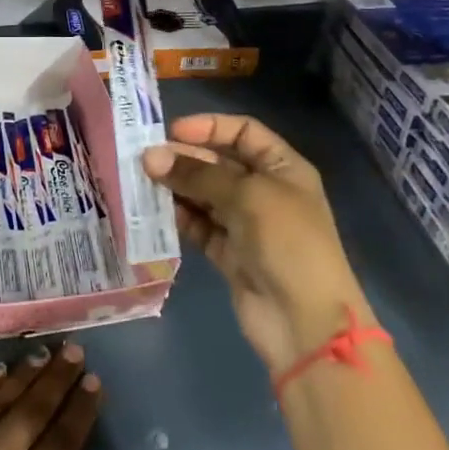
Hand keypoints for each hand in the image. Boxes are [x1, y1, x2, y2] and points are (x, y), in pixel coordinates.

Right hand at [144, 114, 371, 375]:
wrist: (305, 322)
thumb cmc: (287, 242)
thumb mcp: (246, 196)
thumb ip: (197, 174)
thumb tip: (150, 157)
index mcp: (283, 168)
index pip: (244, 132)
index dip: (210, 127)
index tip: (173, 131)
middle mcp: (265, 190)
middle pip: (220, 162)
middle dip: (186, 158)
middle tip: (146, 159)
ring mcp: (247, 224)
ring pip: (206, 194)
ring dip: (178, 186)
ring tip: (143, 181)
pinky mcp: (230, 254)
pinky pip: (200, 226)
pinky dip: (180, 217)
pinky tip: (155, 210)